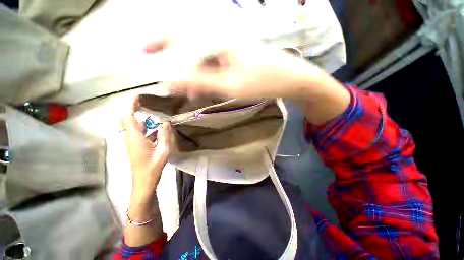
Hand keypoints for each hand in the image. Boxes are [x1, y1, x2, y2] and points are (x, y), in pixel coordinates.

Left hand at [122, 96, 173, 199]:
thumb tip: (166, 123)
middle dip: (135, 108)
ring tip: (152, 111)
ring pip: (132, 124)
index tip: (139, 96)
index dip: (132, 105)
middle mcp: (130, 137)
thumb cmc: (152, 168)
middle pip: (128, 118)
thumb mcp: (163, 152)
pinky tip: (154, 126)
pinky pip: (137, 131)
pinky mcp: (135, 145)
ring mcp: (131, 142)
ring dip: (140, 116)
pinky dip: (143, 125)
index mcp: (136, 138)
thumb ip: (165, 136)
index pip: (130, 116)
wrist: (143, 182)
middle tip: (147, 102)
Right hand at [144, 38, 349, 123]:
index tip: (146, 55)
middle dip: (165, 45)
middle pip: (185, 34)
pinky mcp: (236, 52)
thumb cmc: (263, 82)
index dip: (159, 43)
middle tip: (148, 53)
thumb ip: (200, 82)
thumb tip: (172, 81)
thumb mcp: (230, 86)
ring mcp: (230, 42)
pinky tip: (203, 83)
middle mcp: (222, 34)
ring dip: (187, 64)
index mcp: (219, 38)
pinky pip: (212, 56)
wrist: (289, 78)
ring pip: (199, 49)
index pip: (179, 35)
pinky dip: (202, 68)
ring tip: (183, 84)